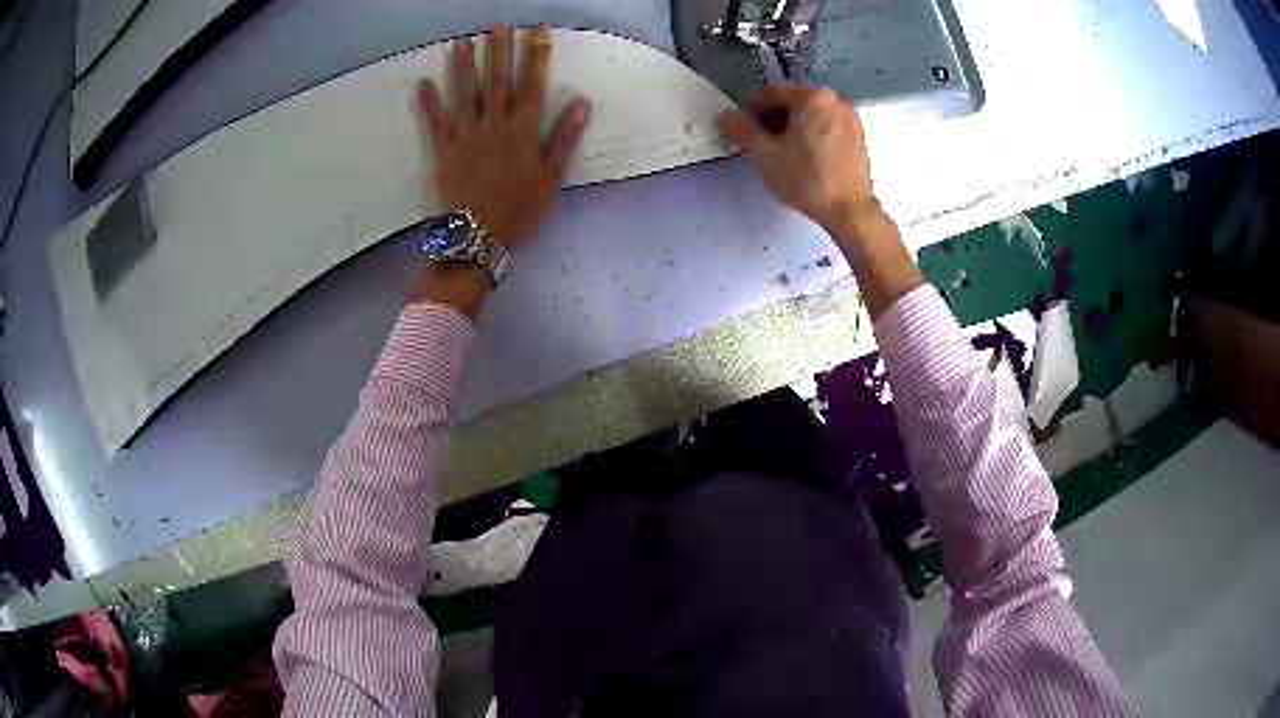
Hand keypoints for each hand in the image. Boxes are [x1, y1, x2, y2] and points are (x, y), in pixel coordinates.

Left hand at [417, 24, 592, 245]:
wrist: (476, 238)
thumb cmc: (519, 212)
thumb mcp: (551, 180)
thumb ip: (564, 139)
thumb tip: (581, 103)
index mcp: (523, 132)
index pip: (532, 85)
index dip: (536, 56)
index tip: (537, 31)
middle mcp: (494, 126)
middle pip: (497, 82)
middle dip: (499, 51)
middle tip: (498, 25)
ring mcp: (466, 137)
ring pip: (465, 95)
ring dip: (464, 67)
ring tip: (462, 43)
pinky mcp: (444, 152)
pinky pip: (436, 123)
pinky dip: (429, 103)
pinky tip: (423, 84)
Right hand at [719, 85, 922, 317]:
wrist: (850, 211)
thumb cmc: (808, 179)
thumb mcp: (765, 154)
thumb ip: (742, 129)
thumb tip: (725, 115)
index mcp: (813, 97)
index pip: (772, 93)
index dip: (751, 110)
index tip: (743, 129)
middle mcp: (835, 100)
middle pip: (793, 102)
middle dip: (773, 119)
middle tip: (760, 142)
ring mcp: (850, 119)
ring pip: (811, 115)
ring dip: (792, 127)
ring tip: (782, 153)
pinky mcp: (858, 137)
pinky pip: (827, 127)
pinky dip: (812, 135)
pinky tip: (805, 158)